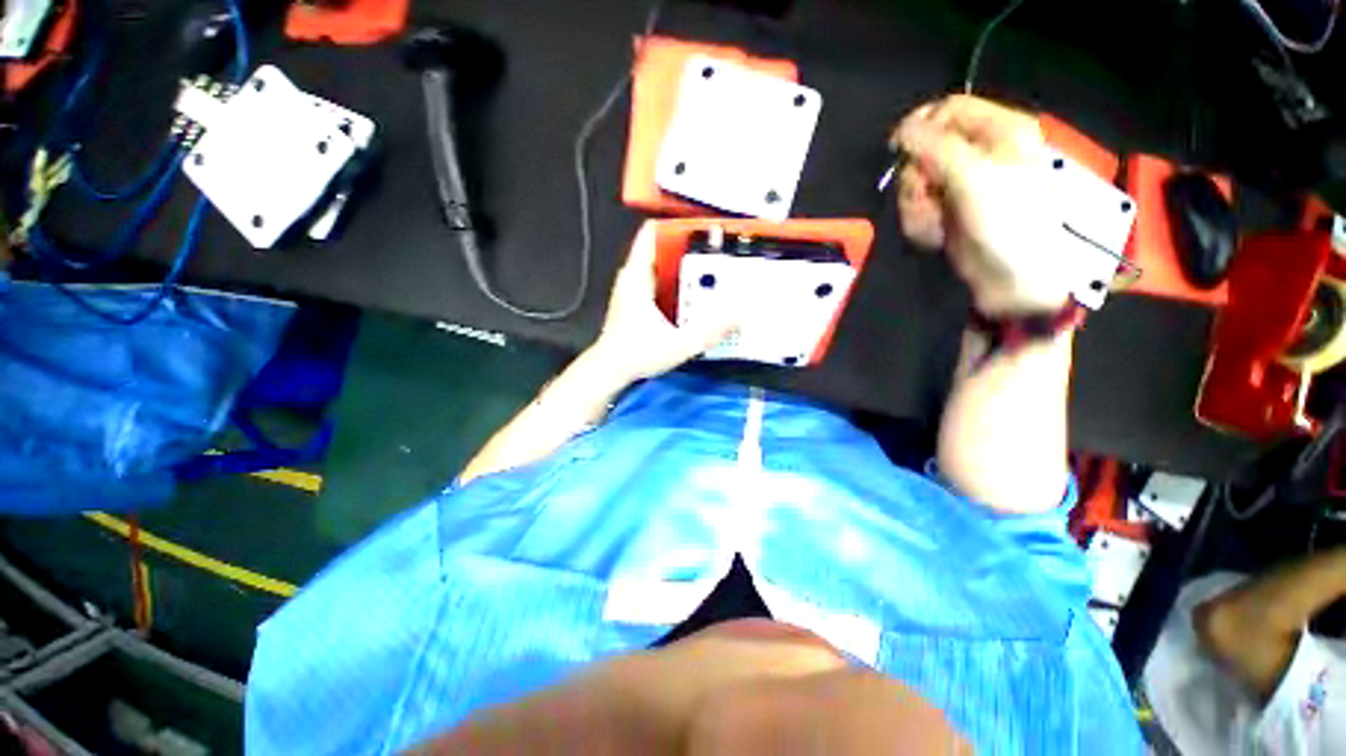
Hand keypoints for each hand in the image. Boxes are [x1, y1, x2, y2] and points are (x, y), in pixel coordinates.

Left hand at [587, 225, 736, 382]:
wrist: (609, 370)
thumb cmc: (636, 354)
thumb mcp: (677, 344)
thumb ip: (708, 332)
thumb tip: (737, 316)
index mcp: (638, 276)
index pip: (652, 232)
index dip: (678, 225)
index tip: (706, 230)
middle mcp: (634, 276)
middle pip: (663, 248)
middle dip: (691, 248)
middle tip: (720, 254)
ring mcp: (634, 288)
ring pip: (662, 265)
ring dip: (686, 267)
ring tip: (714, 272)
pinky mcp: (637, 301)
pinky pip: (661, 280)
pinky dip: (678, 282)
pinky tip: (695, 296)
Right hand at [892, 95, 1073, 315]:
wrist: (1011, 278)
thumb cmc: (1004, 222)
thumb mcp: (972, 176)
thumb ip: (935, 147)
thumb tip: (902, 130)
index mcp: (1000, 130)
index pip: (948, 110)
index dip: (920, 127)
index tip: (898, 151)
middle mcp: (980, 152)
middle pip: (925, 149)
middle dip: (917, 178)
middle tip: (926, 197)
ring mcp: (963, 184)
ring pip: (917, 181)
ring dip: (916, 206)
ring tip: (934, 223)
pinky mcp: (949, 210)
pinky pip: (918, 205)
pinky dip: (920, 222)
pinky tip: (935, 234)